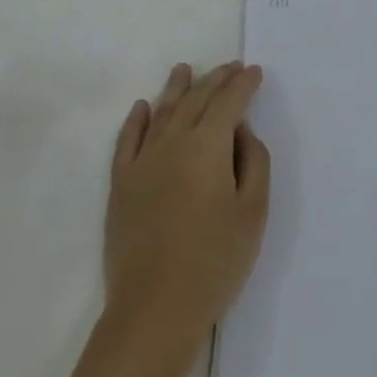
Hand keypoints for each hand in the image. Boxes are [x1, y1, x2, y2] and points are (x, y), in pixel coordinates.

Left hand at [103, 62, 270, 343]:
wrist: (154, 310)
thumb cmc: (214, 262)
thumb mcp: (253, 213)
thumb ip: (254, 162)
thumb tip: (242, 131)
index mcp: (208, 144)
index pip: (229, 101)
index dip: (243, 83)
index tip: (254, 72)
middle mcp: (174, 140)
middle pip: (197, 98)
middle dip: (216, 79)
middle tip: (231, 67)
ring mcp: (143, 160)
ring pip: (162, 110)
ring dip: (176, 87)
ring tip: (184, 69)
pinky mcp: (121, 183)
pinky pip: (128, 139)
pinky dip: (136, 119)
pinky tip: (142, 107)